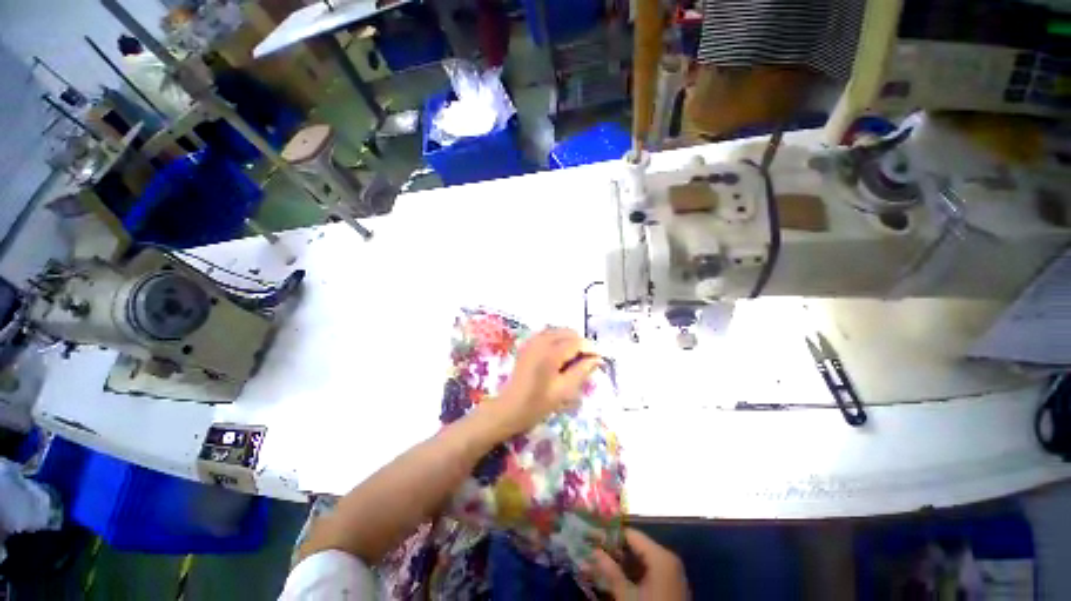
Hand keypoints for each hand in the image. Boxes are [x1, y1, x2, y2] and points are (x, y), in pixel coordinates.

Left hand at [490, 328, 599, 435]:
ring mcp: (532, 341)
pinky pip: (547, 334)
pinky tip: (560, 354)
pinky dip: (557, 339)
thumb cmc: (538, 403)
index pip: (576, 342)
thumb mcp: (564, 390)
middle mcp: (541, 341)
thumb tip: (597, 359)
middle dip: (580, 343)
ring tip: (575, 358)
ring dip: (569, 340)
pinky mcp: (527, 344)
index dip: (590, 348)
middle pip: (567, 332)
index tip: (600, 359)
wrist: (510, 408)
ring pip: (557, 331)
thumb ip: (582, 371)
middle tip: (587, 360)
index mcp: (551, 353)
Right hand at [588, 529, 688, 599]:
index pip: (630, 534)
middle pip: (635, 546)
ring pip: (641, 560)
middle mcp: (668, 558)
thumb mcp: (627, 597)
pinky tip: (617, 578)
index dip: (609, 535)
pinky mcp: (671, 586)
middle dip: (613, 550)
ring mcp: (672, 573)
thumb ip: (610, 571)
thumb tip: (593, 550)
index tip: (591, 537)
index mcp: (661, 556)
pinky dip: (632, 572)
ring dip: (621, 563)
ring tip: (600, 565)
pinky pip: (648, 571)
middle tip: (592, 552)